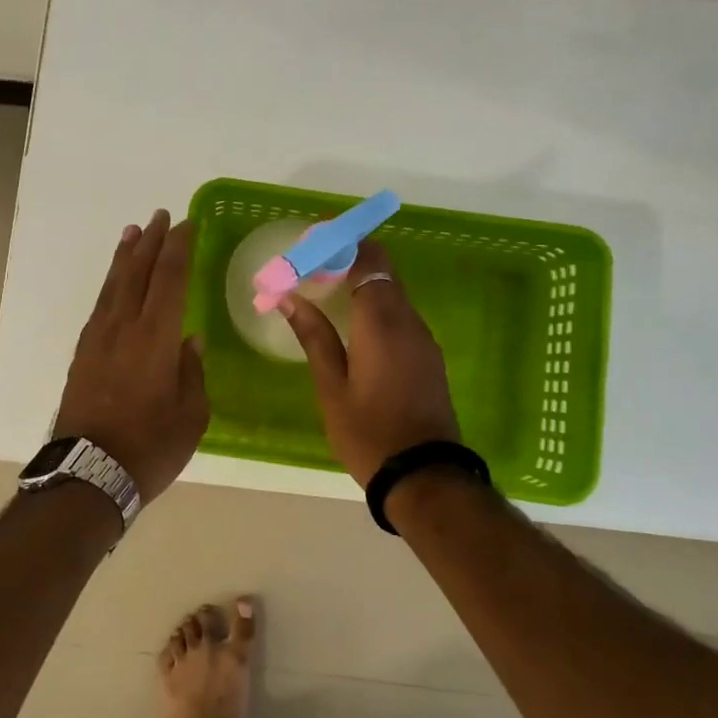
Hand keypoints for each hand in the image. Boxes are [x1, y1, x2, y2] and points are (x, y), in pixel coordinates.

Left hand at [54, 210, 208, 502]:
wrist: (88, 474)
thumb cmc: (150, 447)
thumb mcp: (191, 415)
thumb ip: (192, 372)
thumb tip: (190, 342)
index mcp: (156, 338)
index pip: (170, 279)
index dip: (179, 249)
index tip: (187, 225)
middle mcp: (124, 328)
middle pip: (138, 273)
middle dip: (151, 242)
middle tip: (161, 216)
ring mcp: (99, 339)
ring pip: (114, 286)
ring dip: (125, 257)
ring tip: (133, 233)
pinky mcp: (83, 355)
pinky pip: (100, 306)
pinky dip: (110, 285)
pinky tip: (115, 283)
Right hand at [278, 239, 460, 486]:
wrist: (424, 476)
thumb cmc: (369, 433)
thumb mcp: (331, 387)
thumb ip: (313, 337)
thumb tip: (290, 298)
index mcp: (382, 323)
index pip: (368, 260)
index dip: (343, 243)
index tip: (313, 240)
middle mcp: (408, 321)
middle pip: (383, 270)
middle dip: (348, 259)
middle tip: (311, 266)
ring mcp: (423, 338)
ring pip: (393, 292)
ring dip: (361, 282)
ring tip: (323, 291)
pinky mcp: (428, 355)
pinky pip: (400, 314)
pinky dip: (375, 305)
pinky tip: (350, 322)